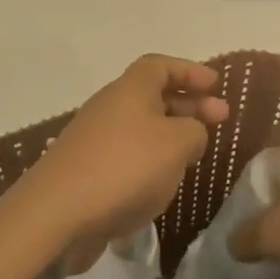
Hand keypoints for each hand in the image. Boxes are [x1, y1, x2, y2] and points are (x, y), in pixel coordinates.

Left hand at [0, 55, 228, 272]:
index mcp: (129, 90)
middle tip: (221, 119)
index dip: (189, 71)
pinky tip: (162, 184)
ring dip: (170, 135)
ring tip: (196, 155)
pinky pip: (127, 156)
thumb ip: (195, 130)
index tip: (216, 85)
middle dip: (188, 104)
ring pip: (140, 128)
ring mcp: (94, 140)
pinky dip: (150, 162)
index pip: (160, 65)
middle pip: (152, 95)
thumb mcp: (176, 144)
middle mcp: (109, 107)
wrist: (58, 213)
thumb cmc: (124, 168)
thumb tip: (190, 132)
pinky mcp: (87, 171)